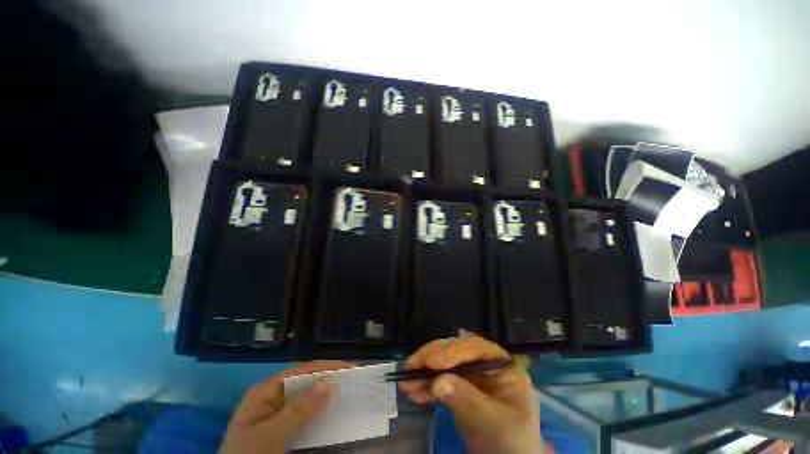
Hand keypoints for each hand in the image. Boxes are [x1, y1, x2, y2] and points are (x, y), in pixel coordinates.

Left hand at [221, 360, 355, 453]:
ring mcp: (275, 411)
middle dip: (328, 377)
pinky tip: (330, 410)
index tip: (350, 367)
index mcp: (265, 391)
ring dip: (325, 392)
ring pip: (305, 396)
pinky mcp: (279, 425)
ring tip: (347, 389)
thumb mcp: (271, 435)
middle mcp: (271, 396)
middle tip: (353, 377)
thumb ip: (298, 410)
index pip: (302, 370)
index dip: (327, 366)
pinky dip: (318, 409)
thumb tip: (329, 382)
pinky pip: (303, 412)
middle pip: (305, 380)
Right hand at [399, 336, 546, 453]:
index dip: (453, 351)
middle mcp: (483, 362)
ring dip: (424, 371)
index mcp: (501, 364)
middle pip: (455, 350)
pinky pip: (439, 379)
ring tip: (407, 382)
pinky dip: (425, 385)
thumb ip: (467, 399)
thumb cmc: (511, 441)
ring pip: (443, 363)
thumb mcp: (494, 422)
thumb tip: (437, 381)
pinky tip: (413, 391)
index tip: (432, 361)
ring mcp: (469, 374)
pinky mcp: (457, 386)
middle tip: (412, 365)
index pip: (475, 348)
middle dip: (433, 357)